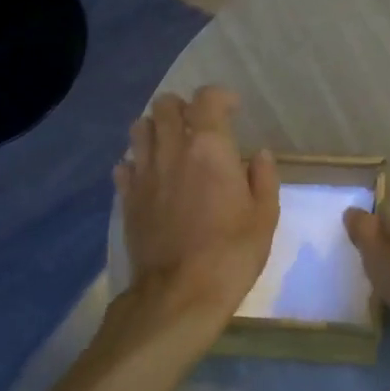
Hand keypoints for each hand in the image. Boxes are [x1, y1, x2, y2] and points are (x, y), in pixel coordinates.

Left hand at [116, 88, 278, 325]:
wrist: (179, 294)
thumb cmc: (231, 254)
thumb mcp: (264, 217)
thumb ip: (263, 178)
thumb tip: (258, 155)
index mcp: (210, 149)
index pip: (207, 99)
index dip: (221, 97)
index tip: (233, 110)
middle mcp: (172, 150)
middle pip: (165, 106)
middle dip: (184, 108)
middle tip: (199, 126)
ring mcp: (144, 174)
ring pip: (139, 128)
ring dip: (156, 128)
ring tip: (172, 146)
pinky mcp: (127, 198)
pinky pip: (124, 164)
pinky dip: (137, 162)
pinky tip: (151, 177)